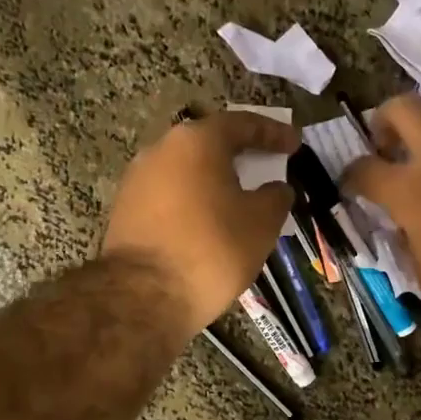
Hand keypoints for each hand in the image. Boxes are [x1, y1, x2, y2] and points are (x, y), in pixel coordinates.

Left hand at [103, 110, 300, 342]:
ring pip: (187, 170)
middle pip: (209, 144)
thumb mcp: (262, 223)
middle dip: (240, 154)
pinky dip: (194, 201)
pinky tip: (209, 222)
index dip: (273, 133)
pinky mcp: (126, 209)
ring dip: (215, 180)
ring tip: (239, 199)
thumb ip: (276, 197)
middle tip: (266, 166)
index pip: (242, 124)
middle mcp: (161, 149)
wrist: (144, 295)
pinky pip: (170, 195)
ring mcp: (138, 179)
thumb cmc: (212, 249)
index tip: (294, 144)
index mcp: (197, 141)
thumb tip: (276, 189)